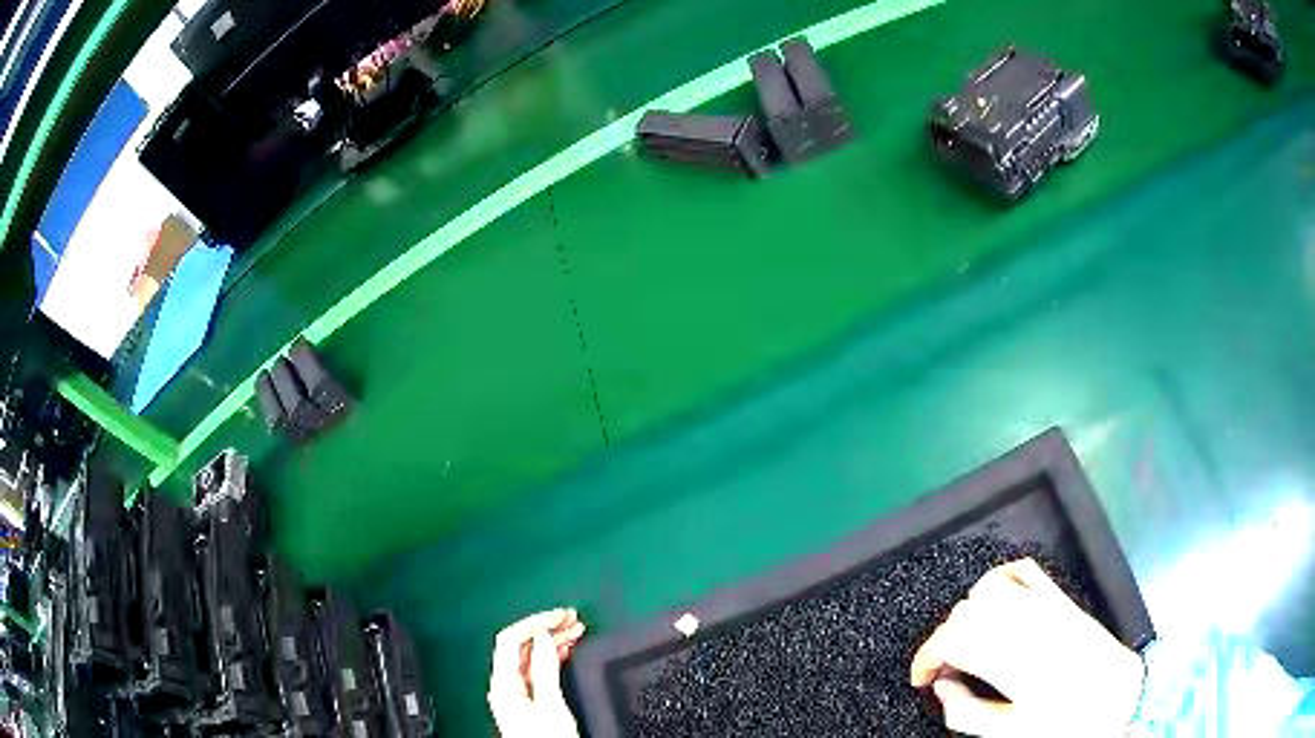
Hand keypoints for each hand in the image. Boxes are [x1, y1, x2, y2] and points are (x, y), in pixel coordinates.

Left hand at [489, 608, 586, 737]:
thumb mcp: (550, 704)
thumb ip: (545, 669)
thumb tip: (544, 637)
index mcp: (503, 682)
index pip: (511, 639)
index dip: (535, 622)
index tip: (560, 615)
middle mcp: (505, 684)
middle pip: (520, 646)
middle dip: (545, 628)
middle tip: (572, 618)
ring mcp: (515, 692)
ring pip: (530, 656)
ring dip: (551, 640)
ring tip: (575, 629)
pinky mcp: (527, 700)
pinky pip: (536, 669)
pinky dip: (552, 656)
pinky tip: (565, 650)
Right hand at [909, 559, 1144, 737]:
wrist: (1116, 698)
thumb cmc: (1063, 724)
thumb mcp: (1010, 733)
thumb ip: (968, 713)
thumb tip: (942, 687)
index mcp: (1016, 664)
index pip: (955, 639)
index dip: (926, 655)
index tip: (921, 677)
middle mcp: (1030, 627)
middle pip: (966, 612)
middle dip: (943, 639)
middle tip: (943, 668)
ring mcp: (1047, 606)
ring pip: (988, 588)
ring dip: (966, 612)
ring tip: (967, 640)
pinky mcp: (1061, 598)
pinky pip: (1024, 569)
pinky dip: (999, 578)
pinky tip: (993, 599)